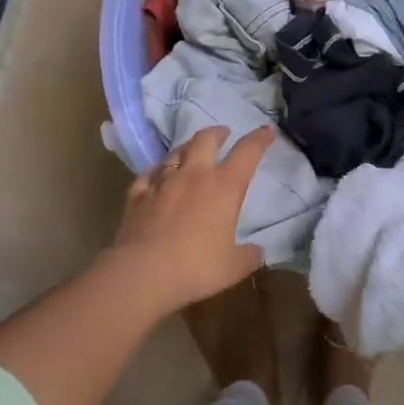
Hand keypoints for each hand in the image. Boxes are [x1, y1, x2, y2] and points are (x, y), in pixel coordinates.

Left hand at [109, 126, 273, 312]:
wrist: (141, 274)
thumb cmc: (195, 268)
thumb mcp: (233, 267)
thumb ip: (248, 256)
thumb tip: (258, 251)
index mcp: (224, 187)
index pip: (247, 153)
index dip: (259, 139)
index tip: (266, 130)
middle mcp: (193, 176)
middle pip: (205, 140)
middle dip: (217, 133)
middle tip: (223, 133)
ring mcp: (162, 183)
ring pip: (175, 153)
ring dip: (187, 148)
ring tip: (191, 151)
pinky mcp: (137, 196)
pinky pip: (149, 174)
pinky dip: (157, 171)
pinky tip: (157, 174)